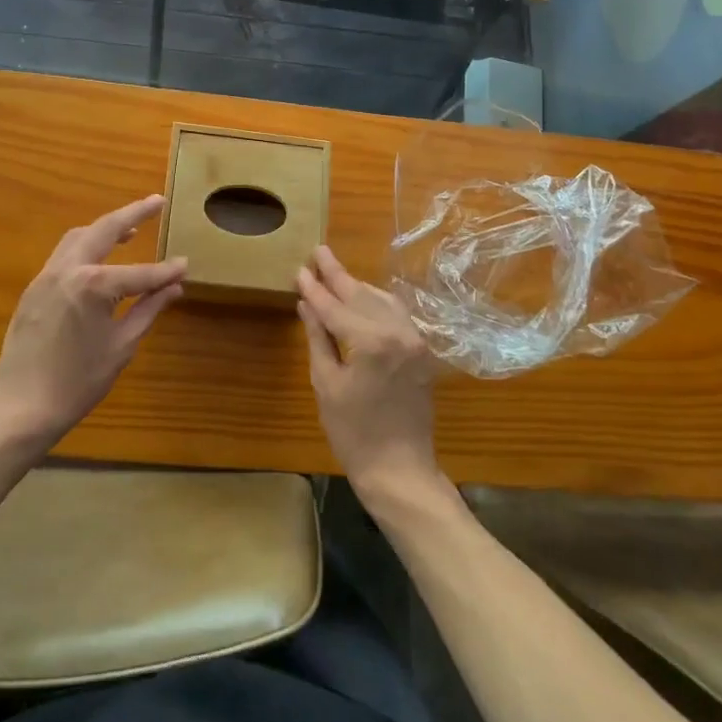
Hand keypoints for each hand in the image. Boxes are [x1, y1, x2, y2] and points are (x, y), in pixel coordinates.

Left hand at [0, 196, 186, 445]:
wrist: (20, 408)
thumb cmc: (78, 382)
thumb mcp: (122, 345)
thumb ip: (148, 309)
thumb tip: (174, 286)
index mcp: (93, 285)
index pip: (141, 272)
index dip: (166, 271)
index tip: (186, 264)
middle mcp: (68, 269)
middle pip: (103, 230)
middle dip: (132, 213)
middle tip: (156, 201)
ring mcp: (46, 276)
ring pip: (78, 236)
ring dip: (105, 227)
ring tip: (130, 228)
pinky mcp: (33, 288)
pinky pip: (63, 255)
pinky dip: (85, 246)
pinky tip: (100, 257)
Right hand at [297, 245, 443, 504]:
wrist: (400, 469)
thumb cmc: (354, 433)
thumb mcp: (326, 384)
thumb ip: (319, 338)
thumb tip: (307, 304)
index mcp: (371, 342)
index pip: (335, 307)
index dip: (315, 288)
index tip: (300, 269)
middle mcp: (398, 332)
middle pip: (361, 295)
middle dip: (338, 274)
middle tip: (318, 252)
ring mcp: (414, 340)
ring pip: (382, 300)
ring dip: (358, 286)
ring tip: (335, 272)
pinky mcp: (421, 350)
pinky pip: (397, 314)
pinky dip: (377, 302)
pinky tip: (363, 297)